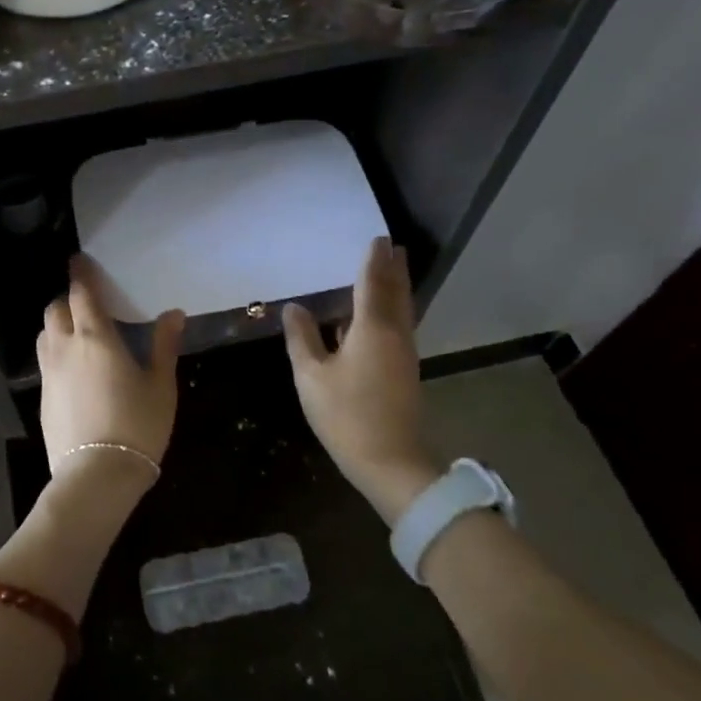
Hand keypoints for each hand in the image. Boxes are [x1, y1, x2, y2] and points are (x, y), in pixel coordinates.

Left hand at [37, 255, 184, 493]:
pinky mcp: (42, 398)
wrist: (96, 475)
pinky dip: (56, 352)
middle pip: (55, 310)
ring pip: (45, 335)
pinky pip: (45, 362)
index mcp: (95, 338)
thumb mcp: (161, 385)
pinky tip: (74, 369)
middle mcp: (65, 349)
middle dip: (68, 300)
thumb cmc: (137, 425)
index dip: (80, 275)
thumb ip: (164, 346)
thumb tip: (173, 314)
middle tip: (87, 304)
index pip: (81, 294)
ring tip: (78, 333)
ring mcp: (49, 374)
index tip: (79, 261)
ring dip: (57, 325)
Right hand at [283, 237, 433, 522]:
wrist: (390, 461)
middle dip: (393, 269)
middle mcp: (395, 333)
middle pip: (395, 293)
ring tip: (391, 269)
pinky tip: (381, 314)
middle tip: (391, 247)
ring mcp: (404, 353)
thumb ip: (302, 338)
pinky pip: (400, 325)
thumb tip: (295, 308)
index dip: (372, 260)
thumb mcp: (312, 376)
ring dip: (397, 287)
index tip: (377, 238)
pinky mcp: (405, 370)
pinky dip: (393, 308)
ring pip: (402, 310)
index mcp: (372, 328)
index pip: (372, 283)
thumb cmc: (346, 415)